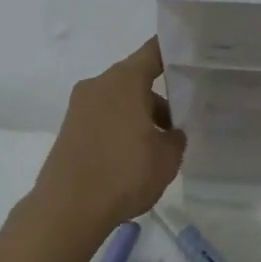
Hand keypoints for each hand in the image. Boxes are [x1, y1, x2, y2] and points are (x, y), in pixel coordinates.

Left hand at [33, 38, 186, 232]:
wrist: (67, 210)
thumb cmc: (124, 174)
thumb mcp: (167, 158)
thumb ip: (176, 138)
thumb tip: (172, 133)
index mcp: (125, 80)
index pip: (154, 51)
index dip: (175, 52)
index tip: (193, 59)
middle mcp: (99, 84)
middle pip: (136, 79)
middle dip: (160, 96)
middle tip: (183, 117)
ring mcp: (80, 106)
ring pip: (119, 100)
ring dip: (140, 115)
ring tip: (159, 146)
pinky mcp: (69, 129)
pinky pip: (103, 117)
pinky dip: (120, 128)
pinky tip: (134, 157)